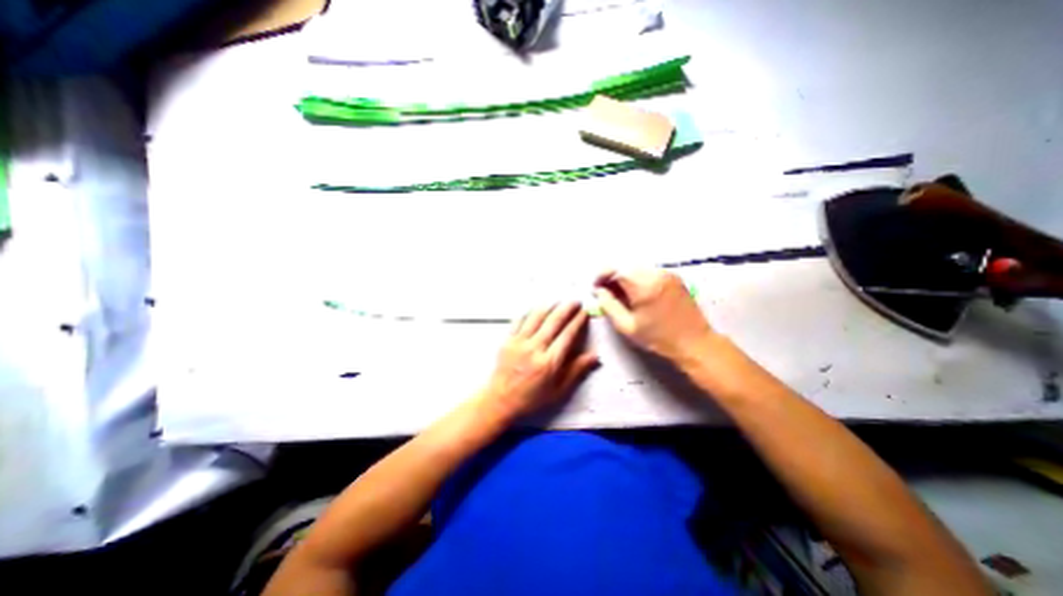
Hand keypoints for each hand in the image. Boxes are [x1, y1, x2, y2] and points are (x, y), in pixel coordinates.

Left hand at [482, 302, 597, 419]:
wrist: (500, 400)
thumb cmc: (532, 398)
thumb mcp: (558, 390)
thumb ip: (576, 371)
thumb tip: (595, 355)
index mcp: (549, 362)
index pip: (567, 335)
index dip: (578, 321)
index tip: (585, 312)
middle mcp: (534, 348)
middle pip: (553, 321)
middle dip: (567, 309)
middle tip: (575, 301)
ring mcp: (519, 342)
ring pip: (536, 317)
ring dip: (549, 306)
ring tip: (558, 300)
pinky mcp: (507, 340)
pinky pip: (519, 320)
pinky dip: (529, 312)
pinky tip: (535, 307)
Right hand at [595, 268, 717, 362]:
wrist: (694, 342)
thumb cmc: (658, 338)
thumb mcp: (627, 326)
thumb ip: (609, 305)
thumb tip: (599, 291)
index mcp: (644, 286)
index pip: (616, 270)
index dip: (602, 276)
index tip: (596, 287)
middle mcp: (656, 274)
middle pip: (626, 267)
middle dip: (613, 277)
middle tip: (607, 292)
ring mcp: (667, 274)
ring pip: (637, 268)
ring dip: (625, 277)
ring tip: (622, 294)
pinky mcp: (674, 277)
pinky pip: (649, 272)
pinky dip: (638, 279)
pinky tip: (638, 294)